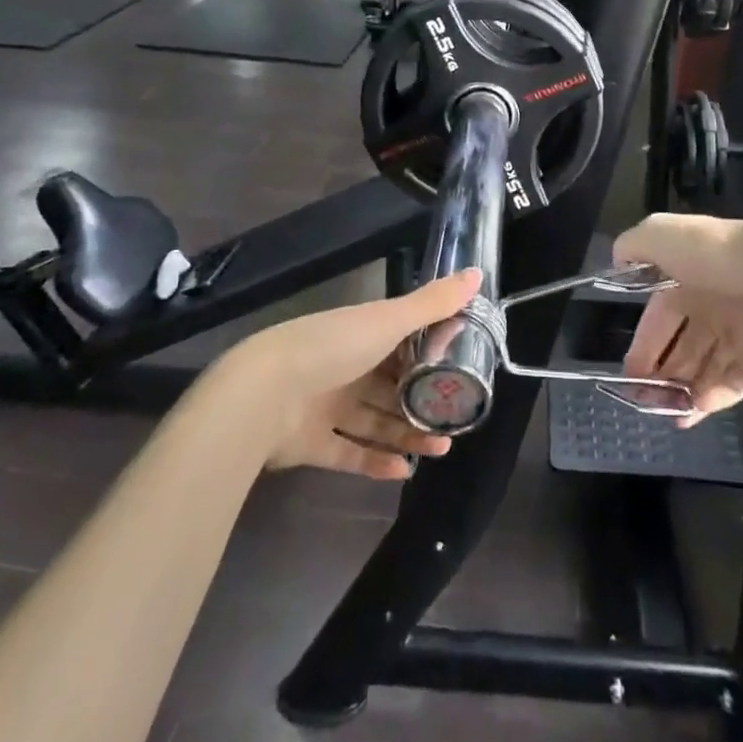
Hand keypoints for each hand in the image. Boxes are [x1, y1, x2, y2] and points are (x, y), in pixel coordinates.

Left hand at [225, 269, 481, 479]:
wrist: (263, 395)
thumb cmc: (333, 347)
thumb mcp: (389, 320)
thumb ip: (433, 303)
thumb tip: (479, 272)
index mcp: (361, 334)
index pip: (401, 342)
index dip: (430, 352)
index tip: (460, 366)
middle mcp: (345, 366)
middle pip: (390, 385)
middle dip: (422, 400)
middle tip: (454, 415)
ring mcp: (326, 405)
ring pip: (375, 421)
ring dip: (407, 433)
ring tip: (442, 447)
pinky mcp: (311, 443)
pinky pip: (349, 452)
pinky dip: (376, 461)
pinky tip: (405, 470)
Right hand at [615, 214, 742, 424]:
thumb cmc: (713, 256)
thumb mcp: (660, 234)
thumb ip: (634, 244)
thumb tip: (619, 260)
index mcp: (689, 277)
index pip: (660, 315)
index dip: (644, 342)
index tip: (629, 371)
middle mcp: (714, 304)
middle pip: (683, 345)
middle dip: (662, 371)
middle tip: (643, 398)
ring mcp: (742, 332)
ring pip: (706, 366)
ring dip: (684, 389)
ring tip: (665, 411)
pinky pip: (735, 381)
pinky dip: (715, 396)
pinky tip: (694, 409)